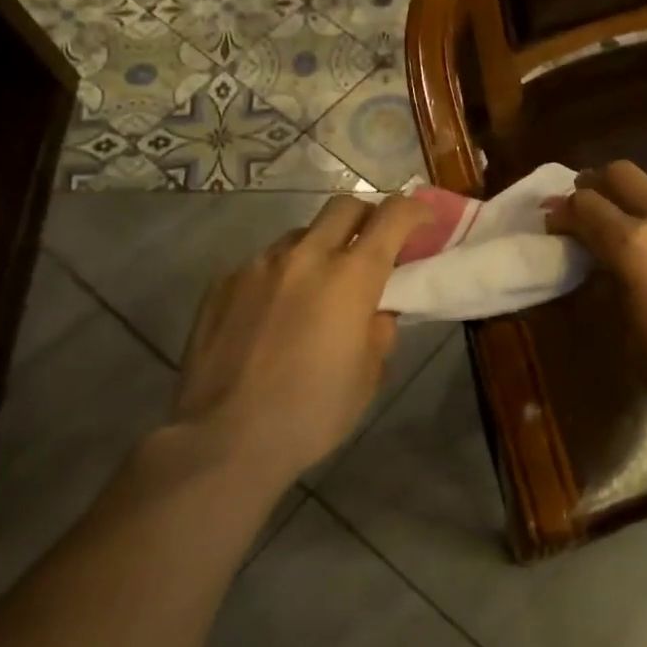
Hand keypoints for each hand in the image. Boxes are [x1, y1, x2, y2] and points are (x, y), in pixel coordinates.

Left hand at [163, 193, 428, 492]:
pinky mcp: (222, 284)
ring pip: (300, 235)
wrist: (223, 439)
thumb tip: (375, 310)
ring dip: (321, 249)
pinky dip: (282, 277)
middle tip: (373, 247)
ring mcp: (258, 266)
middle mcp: (304, 257)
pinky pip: (263, 265)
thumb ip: (379, 329)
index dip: (415, 210)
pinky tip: (274, 316)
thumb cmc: (312, 412)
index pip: (392, 217)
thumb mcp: (369, 375)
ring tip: (318, 289)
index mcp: (351, 277)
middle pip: (344, 206)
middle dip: (368, 217)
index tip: (424, 220)